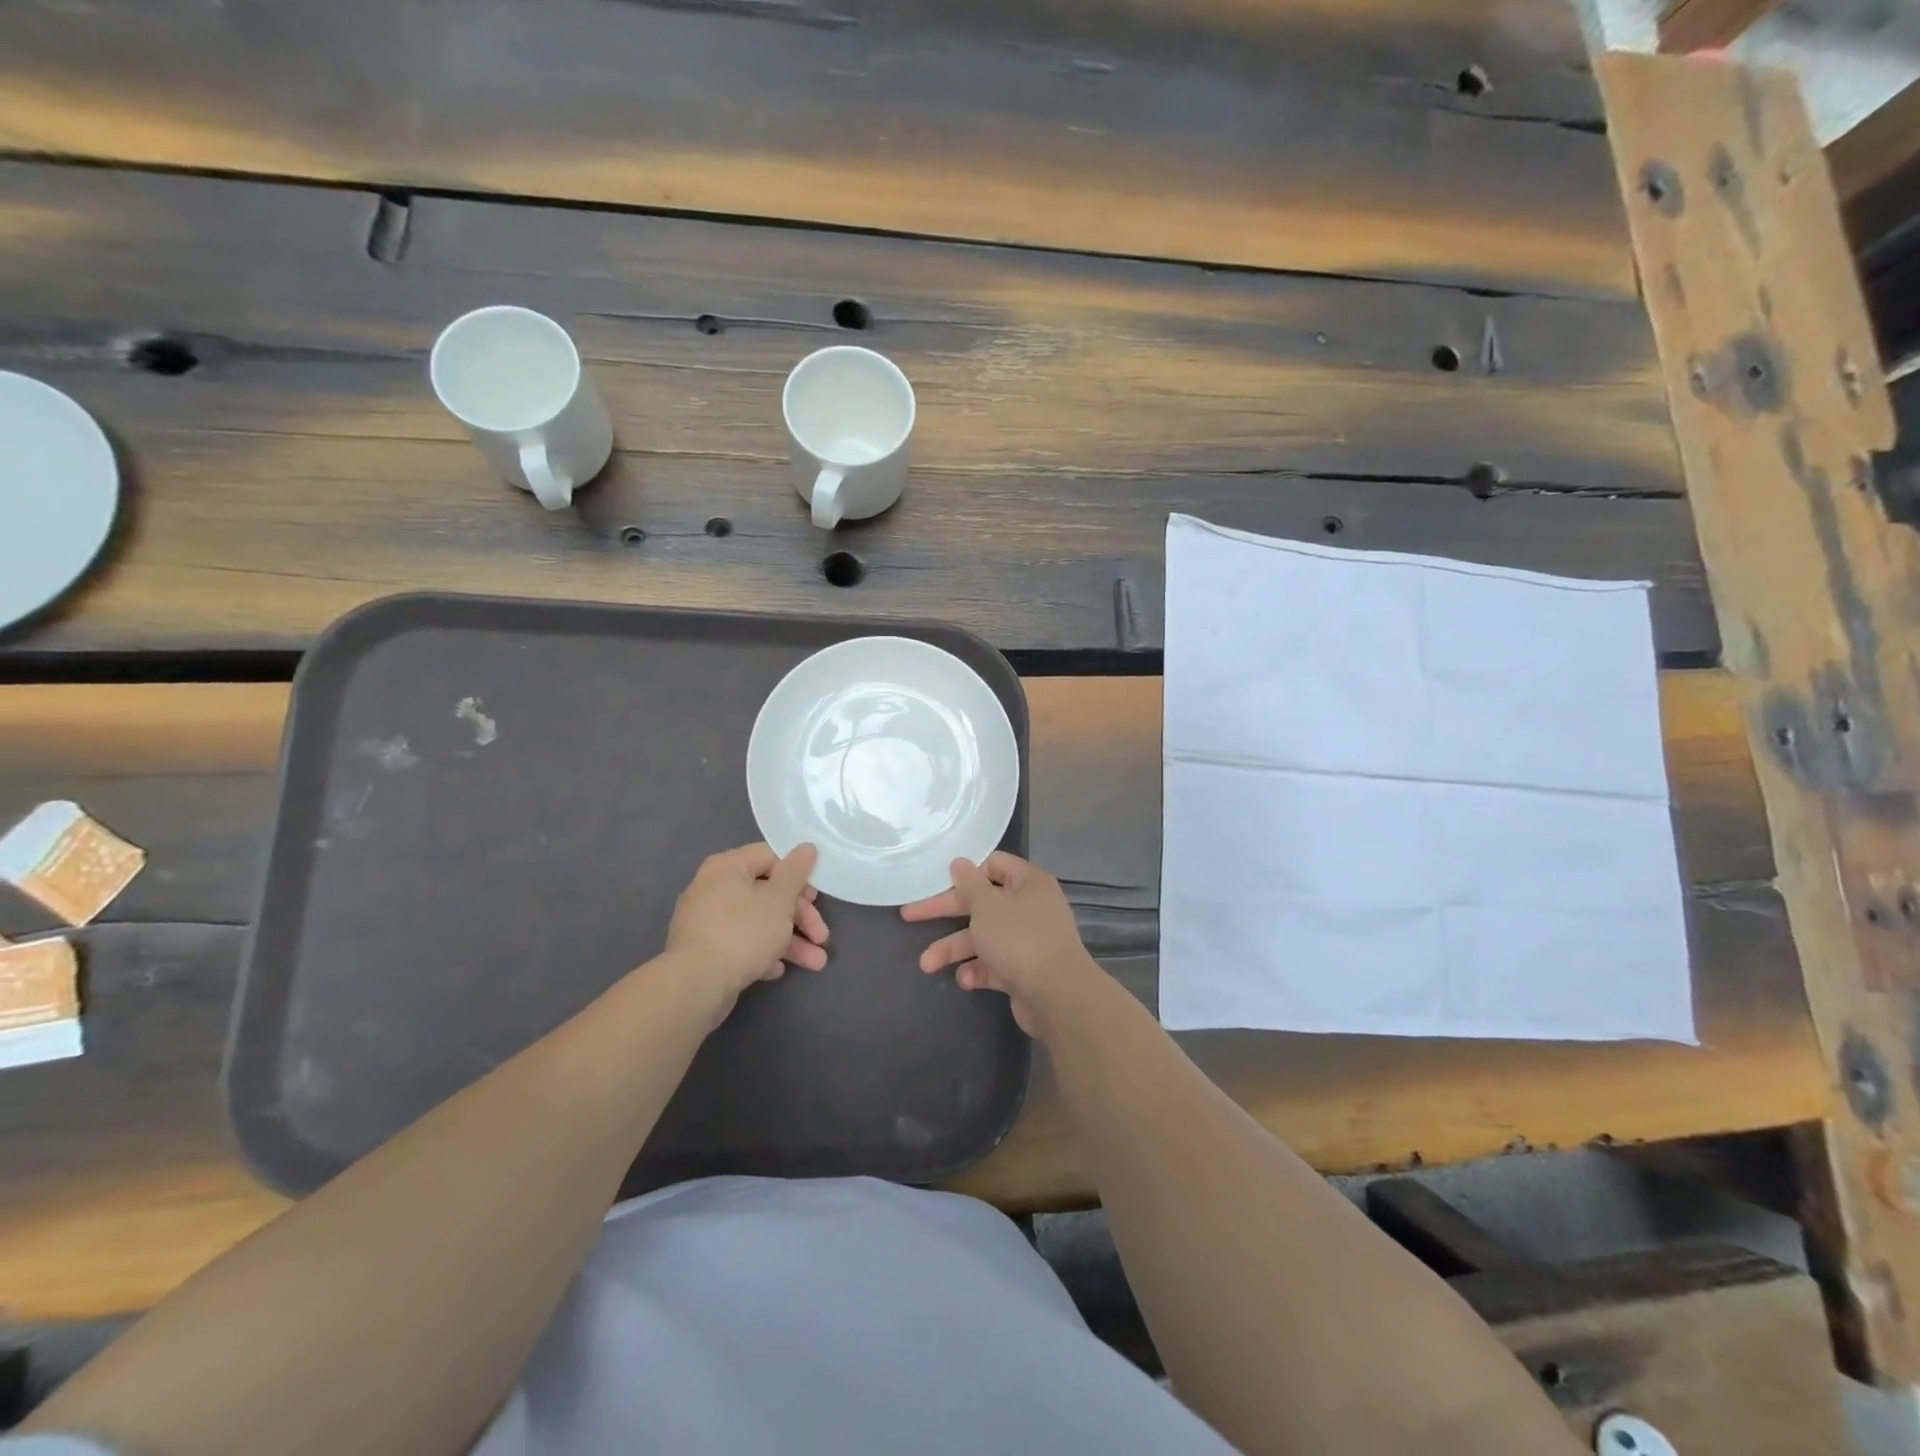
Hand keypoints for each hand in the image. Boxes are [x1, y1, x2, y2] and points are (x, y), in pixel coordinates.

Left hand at [665, 843, 827, 1012]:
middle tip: (822, 937)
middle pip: (767, 894)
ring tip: (816, 964)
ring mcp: (706, 921)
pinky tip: (776, 971)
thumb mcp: (779, 899)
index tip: (816, 898)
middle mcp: (713, 888)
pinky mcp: (704, 951)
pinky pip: (740, 943)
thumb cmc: (743, 932)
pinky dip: (761, 953)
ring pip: (757, 923)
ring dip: (789, 941)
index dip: (798, 875)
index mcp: (728, 867)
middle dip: (800, 918)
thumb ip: (796, 872)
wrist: (695, 985)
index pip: (770, 857)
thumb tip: (807, 847)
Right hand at [901, 852, 1105, 1039]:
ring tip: (927, 965)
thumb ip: (969, 884)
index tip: (938, 881)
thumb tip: (960, 863)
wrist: (1057, 996)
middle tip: (909, 916)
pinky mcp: (1024, 970)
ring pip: (984, 937)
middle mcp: (1030, 907)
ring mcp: (1028, 940)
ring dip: (954, 949)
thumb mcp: (986, 905)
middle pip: (981, 902)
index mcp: (1028, 882)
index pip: (993, 864)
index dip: (966, 872)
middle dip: (945, 912)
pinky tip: (964, 980)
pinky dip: (977, 970)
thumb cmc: (1019, 938)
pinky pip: (994, 963)